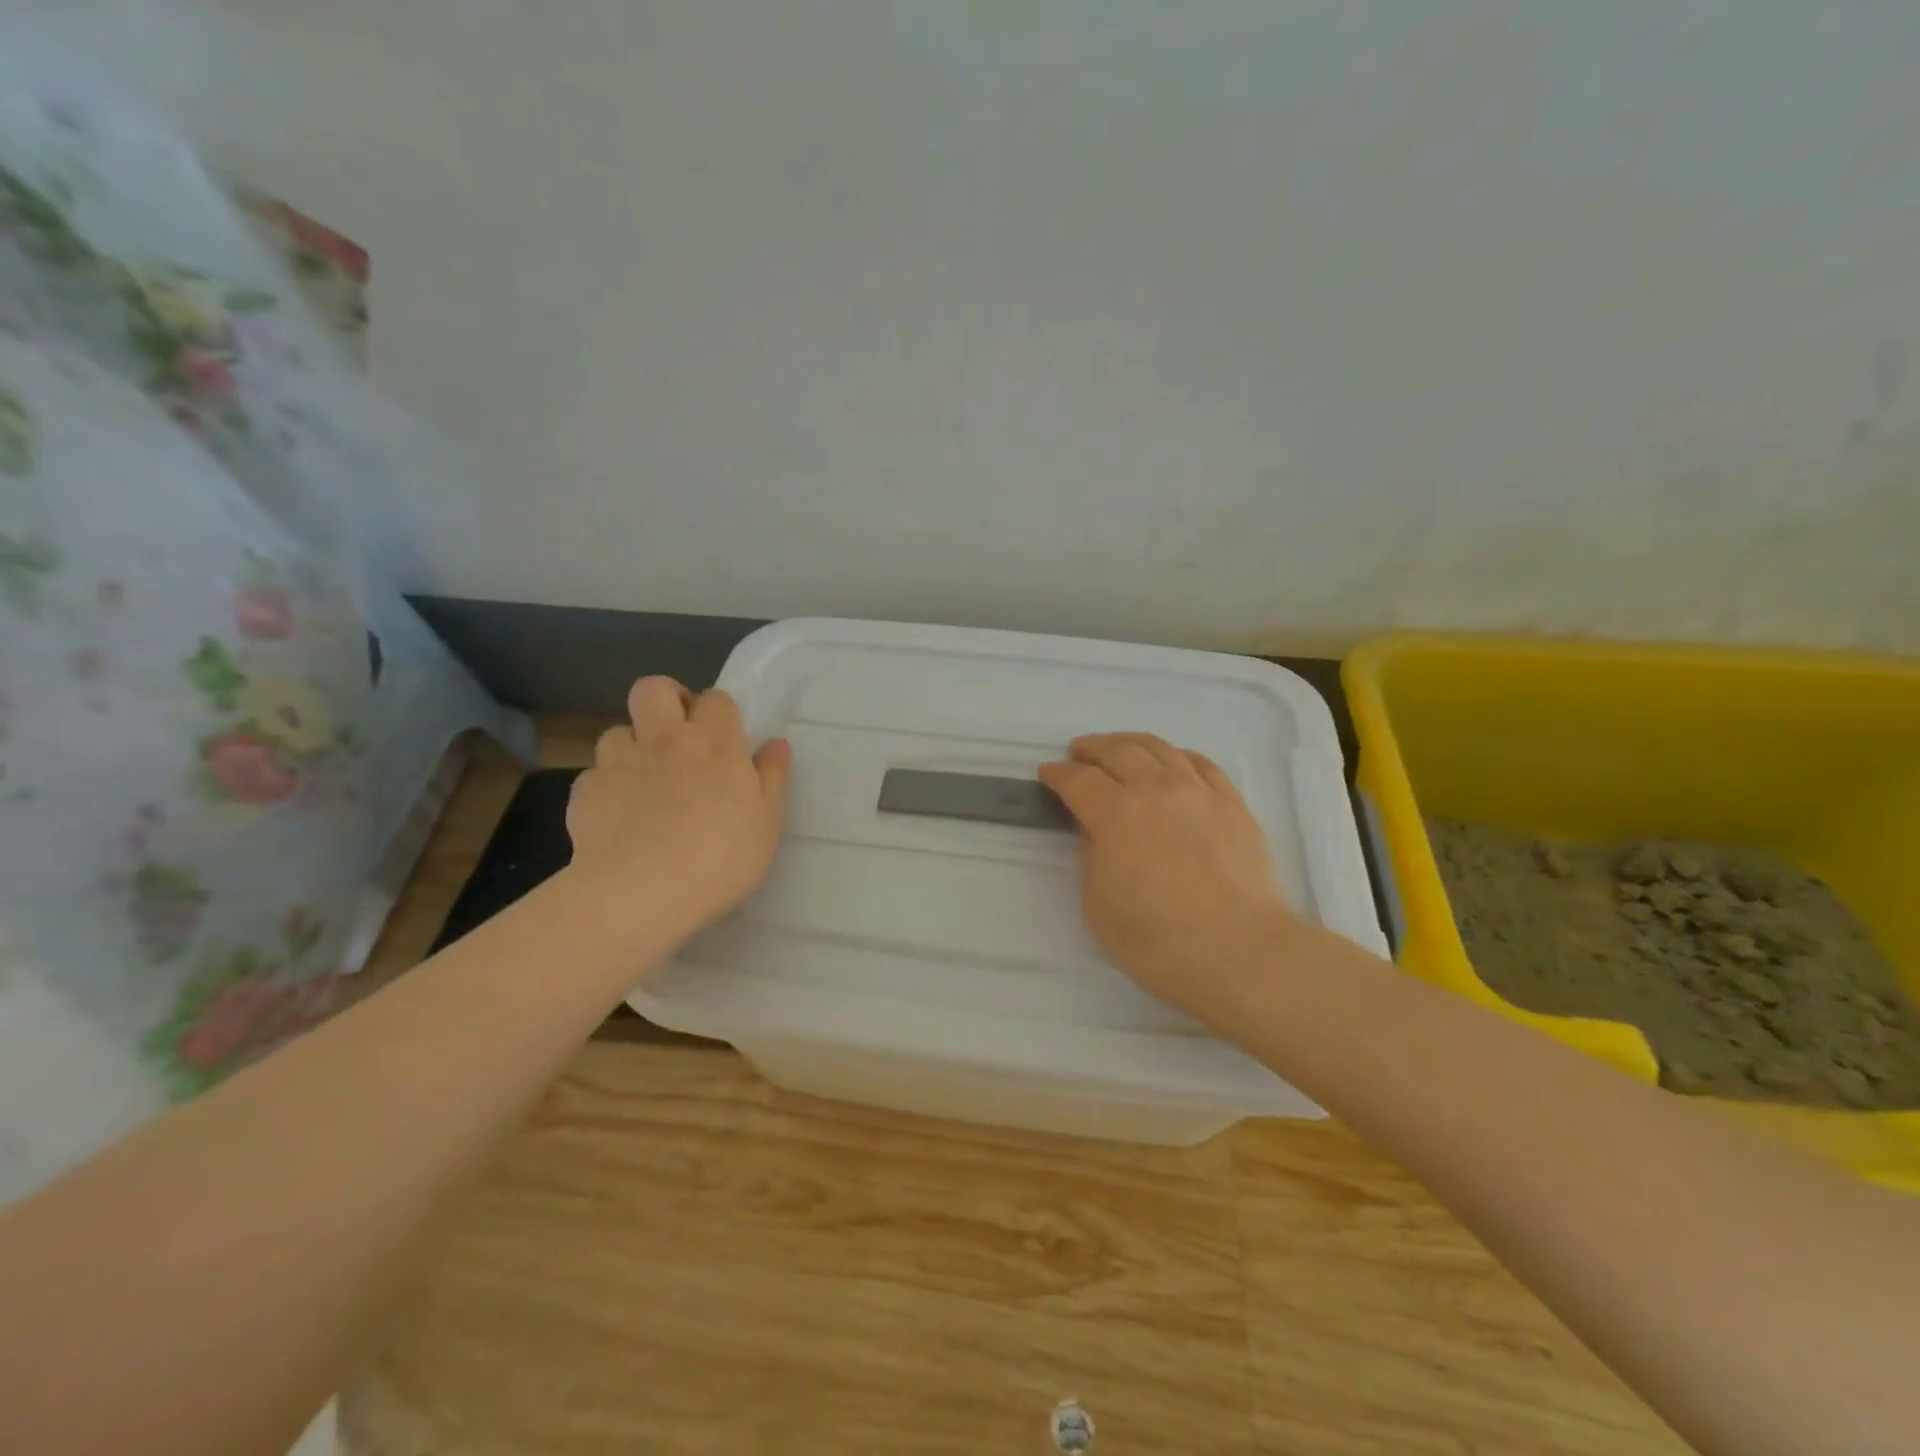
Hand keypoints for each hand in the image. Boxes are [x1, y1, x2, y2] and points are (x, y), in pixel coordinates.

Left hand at [565, 677, 791, 955]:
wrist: (641, 893)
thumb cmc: (720, 857)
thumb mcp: (767, 821)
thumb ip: (772, 777)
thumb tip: (776, 744)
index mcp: (714, 742)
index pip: (715, 699)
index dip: (719, 713)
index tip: (726, 741)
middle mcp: (664, 740)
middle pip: (653, 689)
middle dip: (665, 700)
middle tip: (678, 735)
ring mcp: (618, 763)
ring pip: (617, 731)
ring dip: (632, 748)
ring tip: (645, 782)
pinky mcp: (584, 793)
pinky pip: (595, 776)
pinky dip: (607, 789)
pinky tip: (618, 818)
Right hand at [1039, 733, 1294, 1022]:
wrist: (1239, 952)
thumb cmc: (1156, 939)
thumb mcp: (1097, 904)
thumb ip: (1091, 856)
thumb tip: (1096, 830)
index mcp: (1116, 814)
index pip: (1079, 780)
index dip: (1058, 774)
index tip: (1047, 773)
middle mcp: (1156, 790)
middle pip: (1119, 752)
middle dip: (1092, 749)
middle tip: (1079, 753)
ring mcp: (1199, 793)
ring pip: (1160, 749)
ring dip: (1131, 743)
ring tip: (1120, 748)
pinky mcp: (1233, 805)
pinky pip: (1202, 763)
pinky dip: (1177, 755)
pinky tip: (1172, 761)